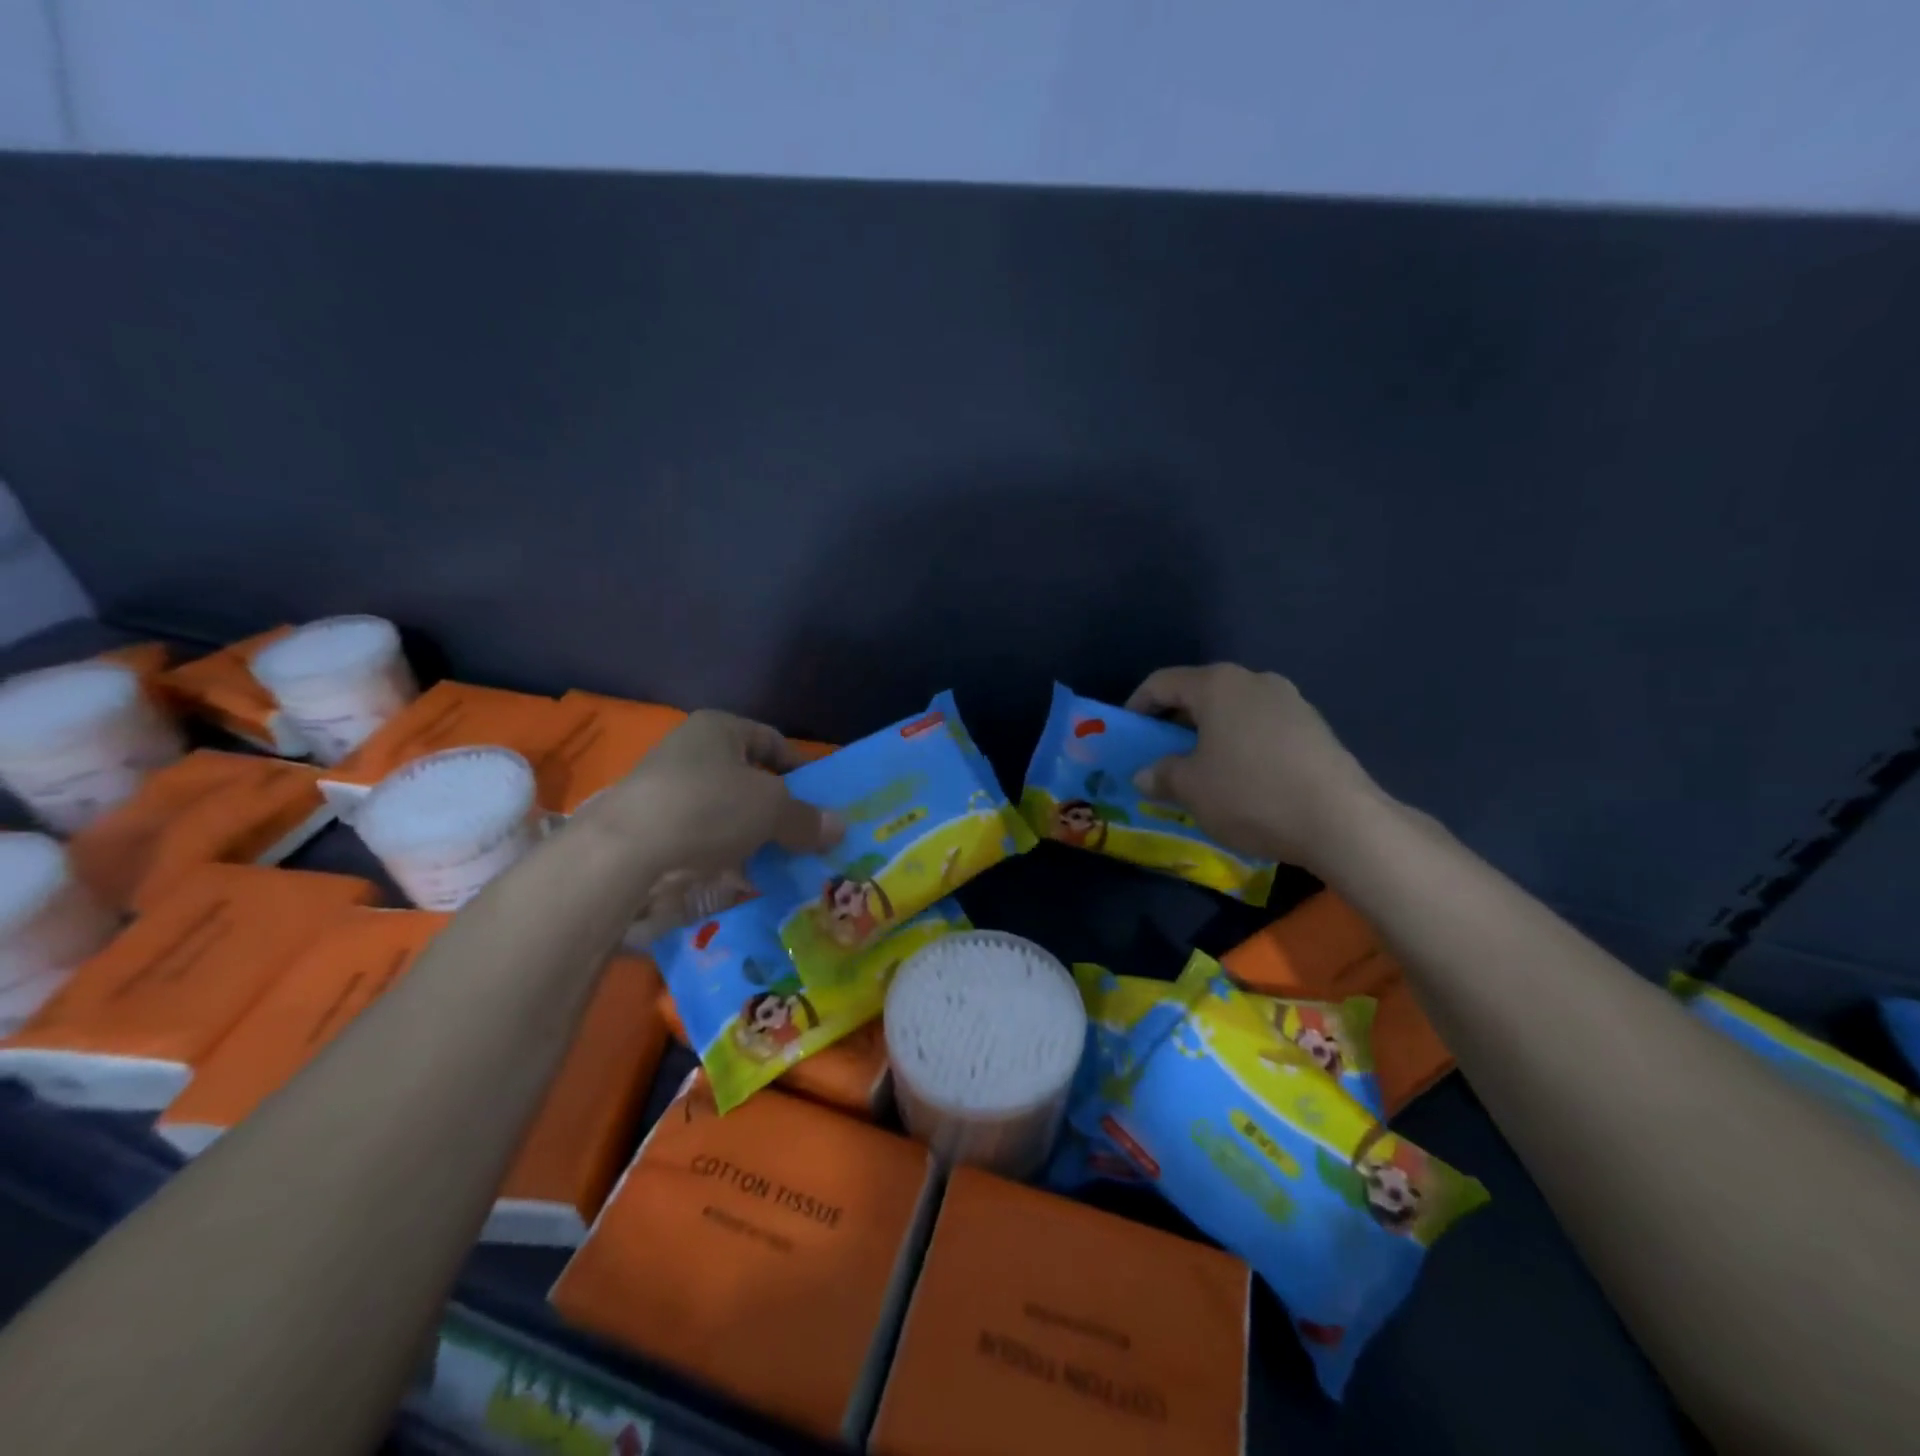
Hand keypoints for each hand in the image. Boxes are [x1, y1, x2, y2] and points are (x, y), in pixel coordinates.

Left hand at [588, 710, 842, 922]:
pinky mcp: (650, 826)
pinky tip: (739, 875)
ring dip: (750, 834)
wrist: (627, 850)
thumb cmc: (709, 806)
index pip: (771, 740)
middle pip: (747, 777)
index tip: (818, 799)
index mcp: (719, 728)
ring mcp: (665, 788)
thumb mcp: (771, 809)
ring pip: (724, 810)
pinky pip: (700, 836)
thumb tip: (840, 827)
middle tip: (801, 834)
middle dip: (775, 807)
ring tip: (775, 859)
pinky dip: (721, 853)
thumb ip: (806, 818)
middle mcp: (689, 750)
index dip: (799, 767)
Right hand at [1126, 664, 1379, 869]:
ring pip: (1234, 711)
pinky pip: (1262, 728)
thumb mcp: (1191, 789)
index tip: (1128, 733)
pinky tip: (1243, 780)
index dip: (1138, 705)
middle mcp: (1255, 681)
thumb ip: (1161, 775)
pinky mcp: (1315, 727)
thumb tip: (1145, 774)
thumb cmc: (1251, 794)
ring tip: (1202, 770)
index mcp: (1218, 685)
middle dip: (1175, 723)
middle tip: (1161, 755)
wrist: (1341, 821)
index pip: (1162, 683)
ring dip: (1211, 735)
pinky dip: (1242, 745)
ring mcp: (1291, 702)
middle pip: (1201, 693)